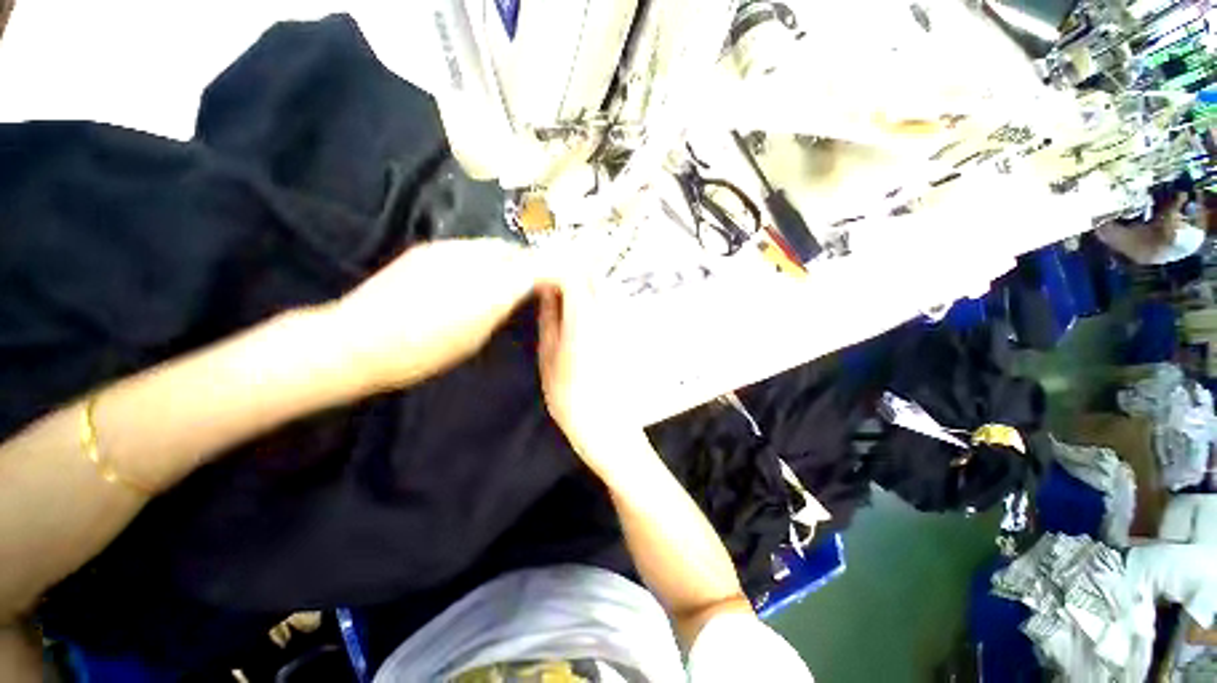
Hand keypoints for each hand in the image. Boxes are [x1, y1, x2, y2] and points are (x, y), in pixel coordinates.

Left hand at [333, 238, 545, 390]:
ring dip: (503, 260)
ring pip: (491, 246)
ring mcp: (448, 249)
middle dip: (527, 263)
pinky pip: (467, 248)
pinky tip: (468, 279)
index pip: (535, 265)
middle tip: (529, 284)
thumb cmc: (425, 351)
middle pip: (514, 250)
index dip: (551, 269)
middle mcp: (474, 258)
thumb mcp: (476, 335)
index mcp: (491, 286)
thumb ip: (502, 306)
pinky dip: (479, 260)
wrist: (359, 340)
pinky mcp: (428, 249)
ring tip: (499, 282)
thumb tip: (519, 290)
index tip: (557, 281)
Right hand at [537, 278, 643, 467]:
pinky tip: (584, 312)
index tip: (541, 274)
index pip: (573, 274)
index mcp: (585, 316)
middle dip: (573, 270)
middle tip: (553, 282)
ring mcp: (621, 322)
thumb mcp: (548, 356)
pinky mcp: (628, 332)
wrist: (608, 424)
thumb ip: (549, 319)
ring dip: (585, 283)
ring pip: (605, 287)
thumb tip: (547, 293)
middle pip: (593, 275)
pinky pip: (612, 303)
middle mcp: (608, 312)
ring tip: (565, 295)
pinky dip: (596, 298)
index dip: (555, 268)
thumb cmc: (570, 395)